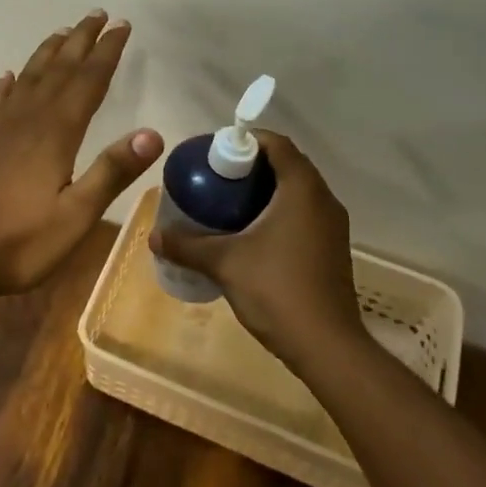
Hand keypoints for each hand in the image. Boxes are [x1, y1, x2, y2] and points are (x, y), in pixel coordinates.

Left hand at [0, 10, 162, 299]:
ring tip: (61, 33)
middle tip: (97, 15)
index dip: (106, 53)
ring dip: (46, 55)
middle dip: (80, 42)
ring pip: (28, 81)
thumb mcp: (76, 217)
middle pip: (58, 71)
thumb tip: (152, 133)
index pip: (87, 82)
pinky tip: (7, 78)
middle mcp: (27, 122)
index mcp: (55, 134)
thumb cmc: (20, 243)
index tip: (122, 26)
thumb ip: (111, 172)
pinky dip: (5, 87)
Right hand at [146, 131, 361, 369]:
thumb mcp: (224, 263)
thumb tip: (153, 236)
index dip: (247, 140)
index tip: (216, 151)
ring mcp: (332, 226)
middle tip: (215, 177)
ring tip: (227, 202)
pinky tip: (250, 233)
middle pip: (287, 165)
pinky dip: (277, 212)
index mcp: (302, 191)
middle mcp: (323, 200)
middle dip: (251, 166)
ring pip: (296, 192)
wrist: (327, 346)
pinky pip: (303, 214)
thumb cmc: (277, 290)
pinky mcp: (332, 249)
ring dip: (265, 190)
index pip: (278, 144)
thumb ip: (187, 246)